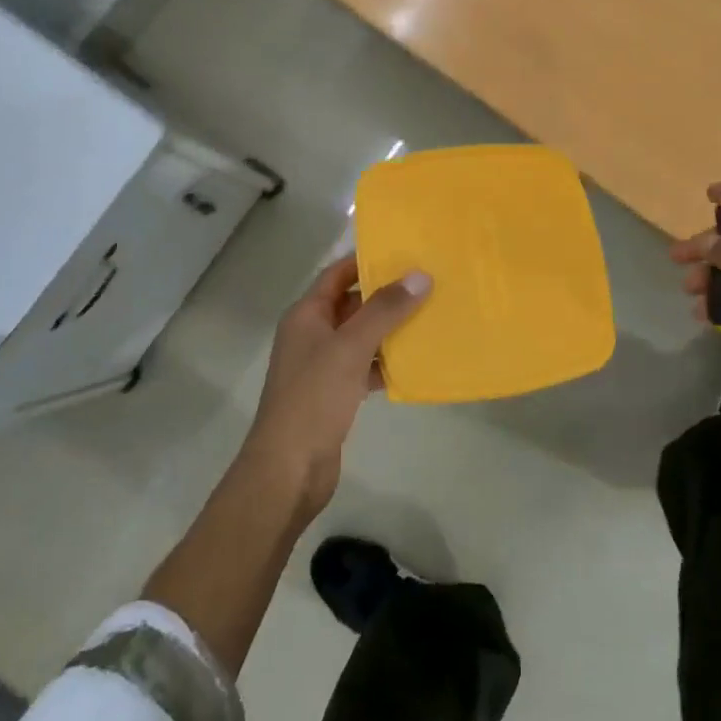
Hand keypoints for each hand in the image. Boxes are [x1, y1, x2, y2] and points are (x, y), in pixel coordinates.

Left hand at [241, 255, 430, 516]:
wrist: (289, 470)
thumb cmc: (314, 398)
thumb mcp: (351, 347)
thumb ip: (385, 310)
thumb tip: (419, 275)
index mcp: (306, 315)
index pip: (338, 274)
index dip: (367, 260)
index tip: (406, 251)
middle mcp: (312, 334)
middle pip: (352, 303)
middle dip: (386, 294)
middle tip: (428, 282)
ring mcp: (323, 366)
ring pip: (361, 336)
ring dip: (390, 328)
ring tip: (431, 316)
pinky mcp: (335, 393)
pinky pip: (365, 366)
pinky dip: (387, 362)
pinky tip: (416, 362)